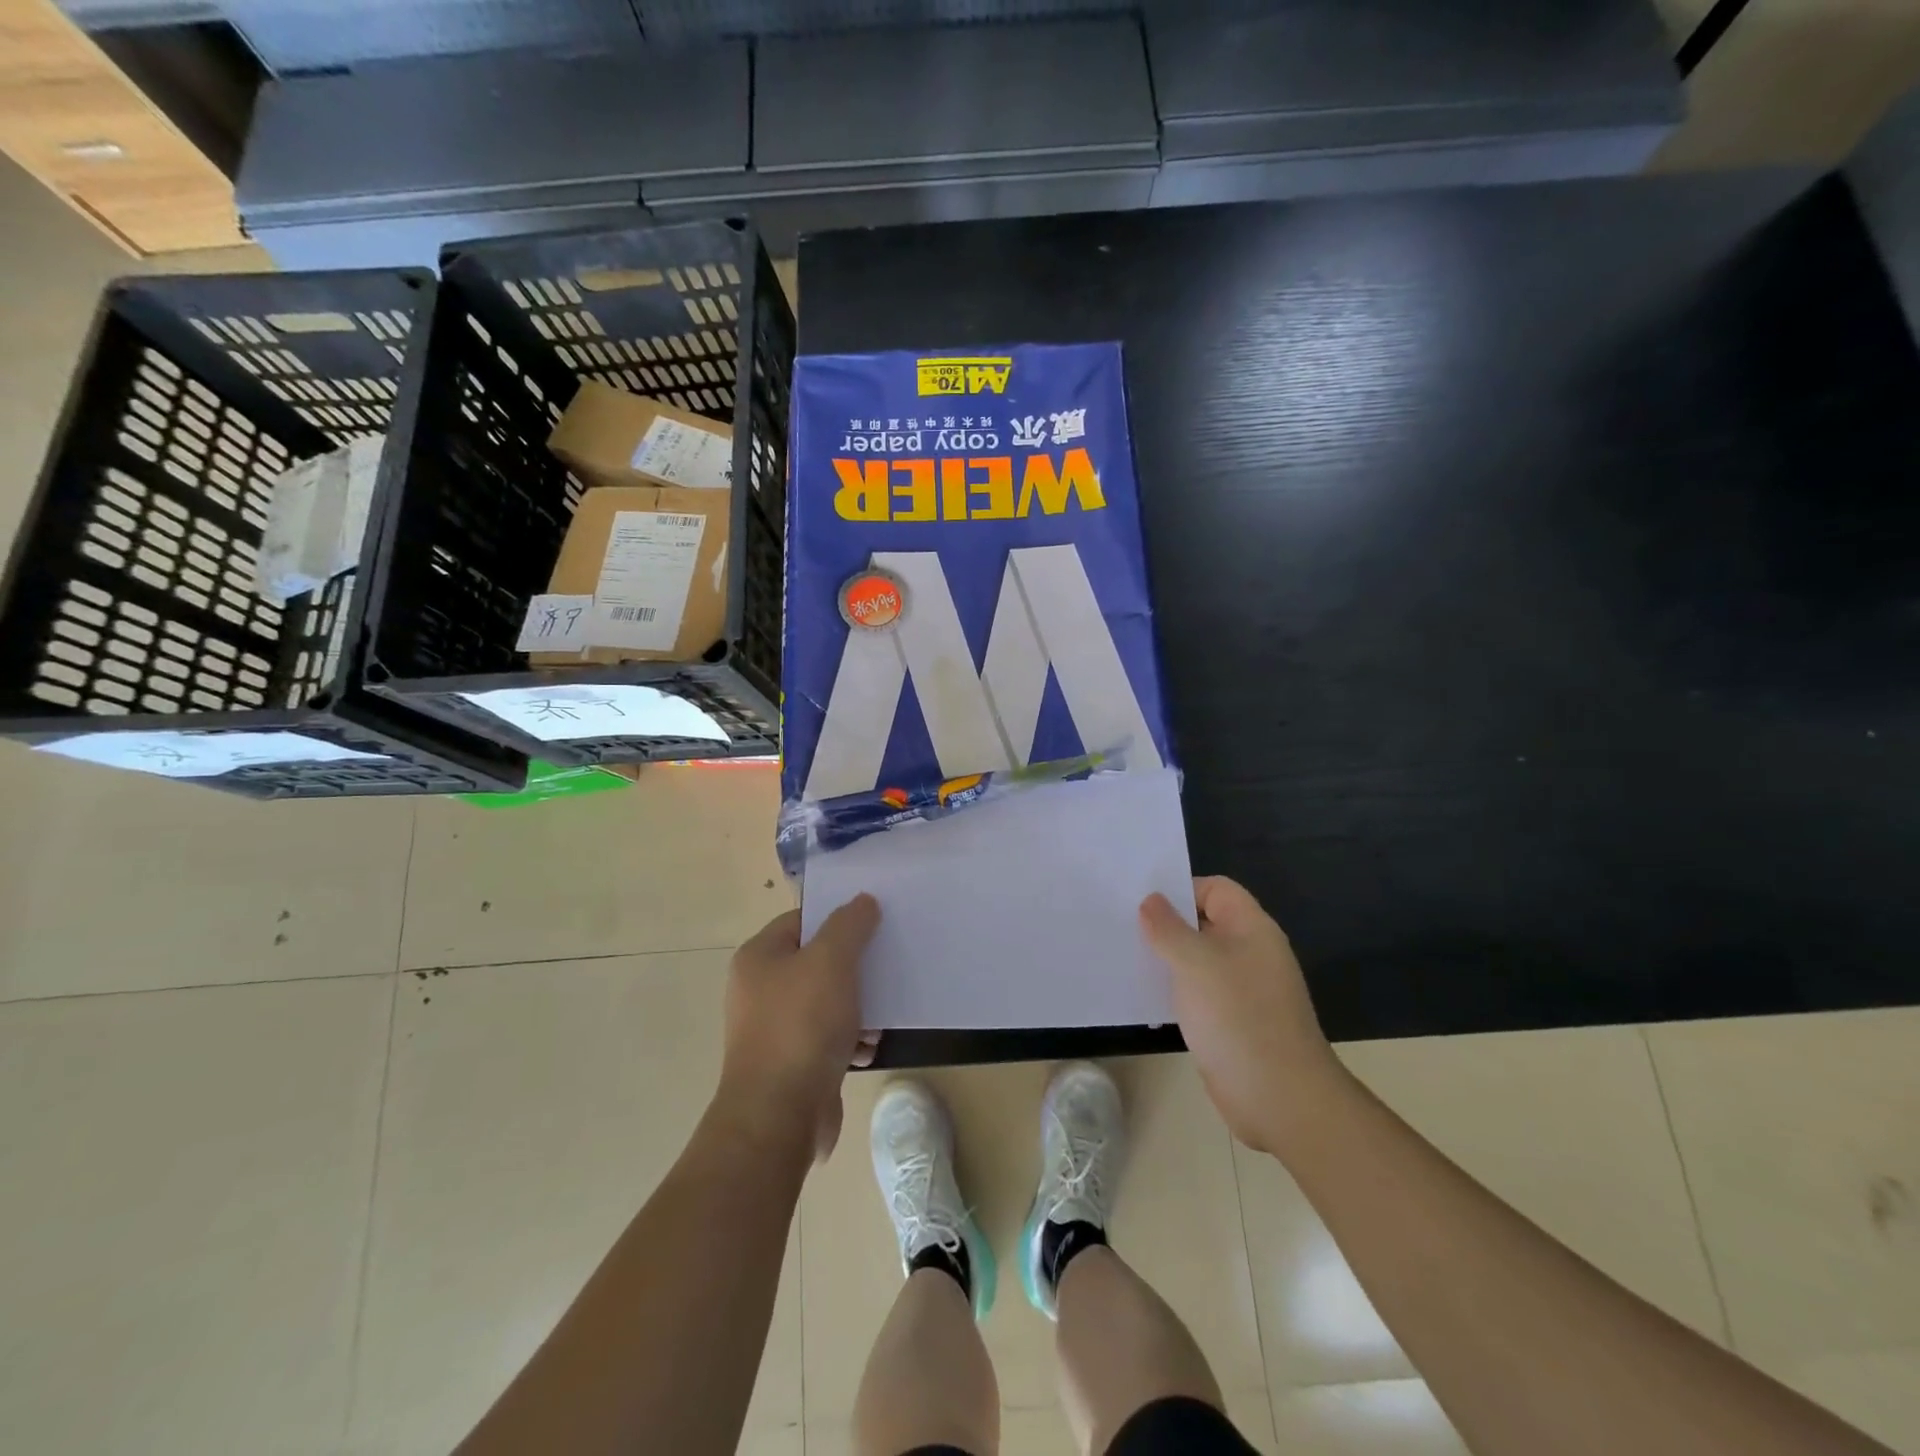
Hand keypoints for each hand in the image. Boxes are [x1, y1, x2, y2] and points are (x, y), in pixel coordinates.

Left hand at [718, 896, 880, 1162]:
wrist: (780, 1116)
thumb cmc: (802, 1026)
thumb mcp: (831, 961)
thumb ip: (849, 925)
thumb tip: (863, 901)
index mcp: (759, 957)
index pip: (802, 919)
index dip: (837, 917)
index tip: (874, 920)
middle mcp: (760, 990)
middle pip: (816, 960)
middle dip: (853, 964)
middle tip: (887, 961)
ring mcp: (774, 1029)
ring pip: (826, 1001)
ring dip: (857, 1004)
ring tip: (883, 1011)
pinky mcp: (792, 1064)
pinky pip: (827, 1038)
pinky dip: (850, 1038)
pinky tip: (870, 1046)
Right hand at [1141, 877, 1343, 1154]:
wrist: (1280, 1098)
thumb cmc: (1238, 1017)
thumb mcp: (1195, 963)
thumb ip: (1168, 928)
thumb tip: (1151, 901)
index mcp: (1251, 929)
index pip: (1216, 889)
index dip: (1181, 890)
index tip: (1142, 903)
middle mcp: (1250, 953)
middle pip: (1204, 923)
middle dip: (1166, 924)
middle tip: (1122, 926)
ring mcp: (1242, 990)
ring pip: (1197, 960)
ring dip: (1166, 959)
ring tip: (1125, 957)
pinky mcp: (1231, 1022)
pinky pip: (1197, 994)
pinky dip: (1173, 991)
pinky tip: (1144, 998)